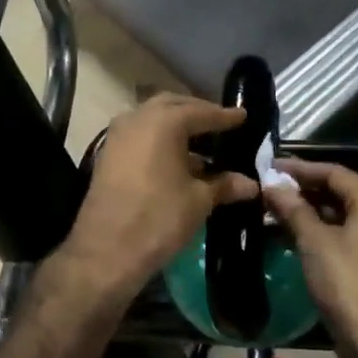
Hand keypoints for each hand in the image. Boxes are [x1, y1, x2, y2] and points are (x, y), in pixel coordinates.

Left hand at [65, 94, 259, 294]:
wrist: (106, 251)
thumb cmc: (159, 218)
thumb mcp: (199, 200)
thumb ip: (224, 185)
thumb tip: (251, 184)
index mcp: (164, 121)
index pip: (202, 112)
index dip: (225, 116)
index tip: (243, 116)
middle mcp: (138, 118)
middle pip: (173, 106)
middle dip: (198, 113)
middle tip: (220, 123)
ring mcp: (118, 136)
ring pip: (153, 119)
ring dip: (176, 126)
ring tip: (201, 143)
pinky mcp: (108, 155)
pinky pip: (140, 136)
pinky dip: (160, 140)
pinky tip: (176, 160)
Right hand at [264, 160, 357, 336]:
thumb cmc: (347, 283)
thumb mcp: (315, 243)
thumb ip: (293, 209)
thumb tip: (272, 184)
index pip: (336, 173)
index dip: (301, 169)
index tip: (272, 168)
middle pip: (344, 194)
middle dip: (306, 193)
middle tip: (272, 194)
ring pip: (349, 219)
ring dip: (315, 216)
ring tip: (279, 217)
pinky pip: (355, 240)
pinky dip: (329, 236)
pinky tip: (301, 242)